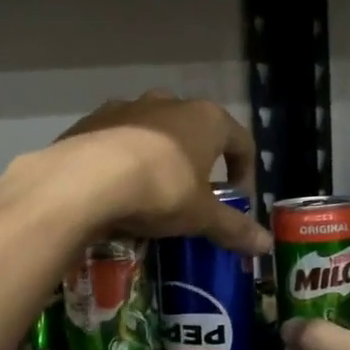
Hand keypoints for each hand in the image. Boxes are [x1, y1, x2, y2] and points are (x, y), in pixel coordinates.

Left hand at [54, 91, 268, 255]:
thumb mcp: (200, 216)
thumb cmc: (159, 190)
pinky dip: (122, 160)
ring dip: (158, 158)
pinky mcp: (91, 121)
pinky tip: (114, 190)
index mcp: (206, 118)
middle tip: (193, 196)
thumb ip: (233, 228)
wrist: (83, 180)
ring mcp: (126, 107)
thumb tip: (266, 245)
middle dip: (198, 162)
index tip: (237, 200)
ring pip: (152, 132)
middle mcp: (169, 103)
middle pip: (195, 131)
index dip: (245, 172)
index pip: (240, 141)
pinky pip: (116, 141)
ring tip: (150, 194)